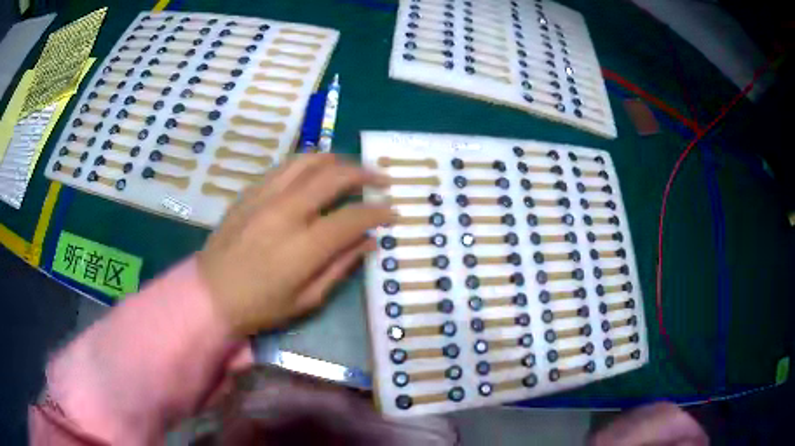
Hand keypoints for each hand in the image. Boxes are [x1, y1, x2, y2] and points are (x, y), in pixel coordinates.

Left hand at [197, 154, 392, 334]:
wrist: (211, 293)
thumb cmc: (260, 306)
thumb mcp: (307, 300)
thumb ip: (340, 267)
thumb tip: (369, 242)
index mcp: (304, 246)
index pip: (353, 217)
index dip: (378, 212)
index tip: (392, 212)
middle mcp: (287, 212)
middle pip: (334, 177)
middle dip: (364, 173)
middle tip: (380, 178)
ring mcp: (265, 196)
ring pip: (309, 161)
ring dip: (337, 160)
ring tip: (350, 168)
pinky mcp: (251, 192)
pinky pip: (285, 166)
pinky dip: (307, 163)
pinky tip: (315, 171)